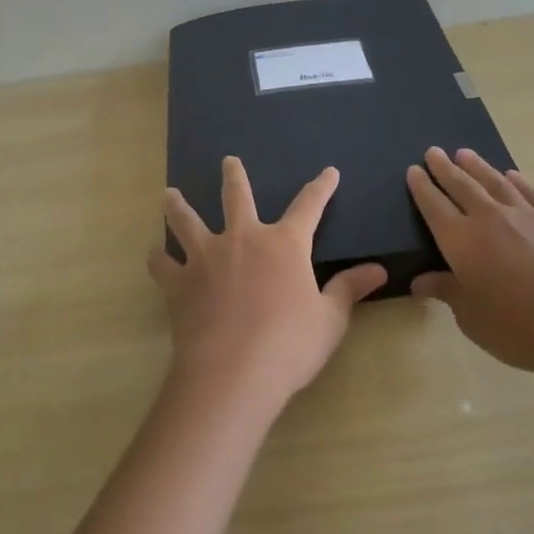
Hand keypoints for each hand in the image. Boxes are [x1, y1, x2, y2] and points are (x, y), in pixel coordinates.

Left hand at [148, 157, 387, 418]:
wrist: (232, 372)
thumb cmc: (289, 345)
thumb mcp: (329, 319)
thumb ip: (349, 289)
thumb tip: (379, 270)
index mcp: (285, 244)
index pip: (309, 206)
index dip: (321, 187)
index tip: (328, 172)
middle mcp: (243, 239)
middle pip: (237, 197)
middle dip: (234, 176)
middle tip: (228, 161)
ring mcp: (206, 257)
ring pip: (188, 221)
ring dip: (179, 206)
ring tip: (169, 194)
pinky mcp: (180, 282)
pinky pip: (163, 264)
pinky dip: (158, 258)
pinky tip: (154, 254)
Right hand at [407, 148, 533, 383]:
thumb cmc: (519, 328)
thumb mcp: (472, 318)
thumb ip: (447, 292)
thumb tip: (420, 281)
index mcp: (462, 242)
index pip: (434, 207)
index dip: (422, 188)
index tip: (413, 170)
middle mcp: (490, 219)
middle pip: (462, 186)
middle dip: (445, 169)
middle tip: (433, 151)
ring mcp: (527, 216)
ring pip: (495, 183)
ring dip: (478, 167)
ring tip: (465, 154)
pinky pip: (532, 194)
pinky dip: (518, 182)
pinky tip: (512, 176)